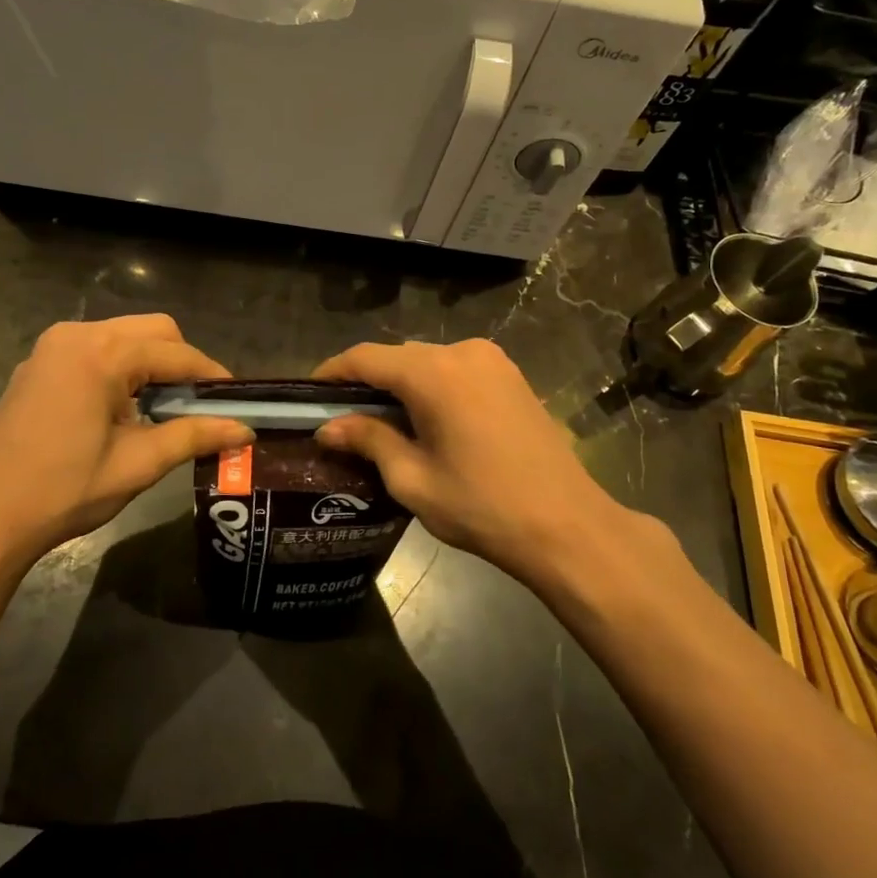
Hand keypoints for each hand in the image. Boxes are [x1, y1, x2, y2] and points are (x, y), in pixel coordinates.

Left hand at [0, 316, 251, 585]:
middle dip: (182, 362)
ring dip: (152, 363)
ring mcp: (52, 346)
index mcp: (102, 354)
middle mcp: (77, 335)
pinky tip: (123, 406)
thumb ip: (194, 436)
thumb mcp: (138, 464)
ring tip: (164, 408)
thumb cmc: (64, 491)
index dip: (211, 375)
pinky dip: (121, 366)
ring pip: (124, 335)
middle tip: (199, 404)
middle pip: (152, 330)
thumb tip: (245, 430)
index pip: (176, 353)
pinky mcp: (39, 363)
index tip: (237, 399)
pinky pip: (96, 348)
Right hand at [312, 339, 676, 588]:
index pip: (366, 358)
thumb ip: (368, 441)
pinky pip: (457, 370)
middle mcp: (463, 352)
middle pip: (399, 357)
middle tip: (343, 418)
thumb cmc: (482, 506)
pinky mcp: (512, 376)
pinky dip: (433, 387)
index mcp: (434, 373)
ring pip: (428, 362)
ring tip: (382, 424)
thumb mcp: (413, 479)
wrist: (567, 525)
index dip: (332, 372)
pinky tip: (427, 421)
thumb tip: (328, 428)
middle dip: (368, 382)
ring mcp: (493, 361)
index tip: (309, 394)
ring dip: (401, 385)